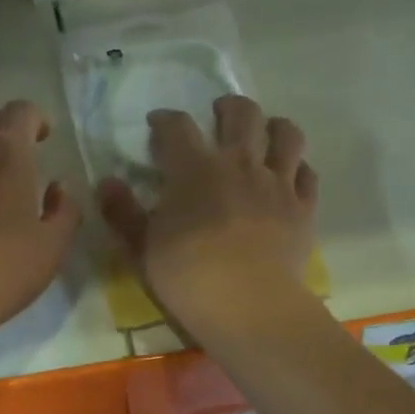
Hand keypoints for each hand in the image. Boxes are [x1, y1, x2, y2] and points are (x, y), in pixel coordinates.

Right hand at [97, 95, 317, 337]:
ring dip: (273, 127)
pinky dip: (298, 168)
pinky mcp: (303, 208)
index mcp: (195, 169)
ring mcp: (278, 184)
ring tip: (265, 133)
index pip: (178, 126)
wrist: (249, 306)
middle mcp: (240, 164)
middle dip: (228, 107)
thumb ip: (122, 212)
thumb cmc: (187, 277)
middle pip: (242, 114)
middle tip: (219, 114)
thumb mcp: (141, 248)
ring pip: (286, 135)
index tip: (157, 123)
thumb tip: (106, 182)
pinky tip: (290, 175)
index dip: (165, 119)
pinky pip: (308, 174)